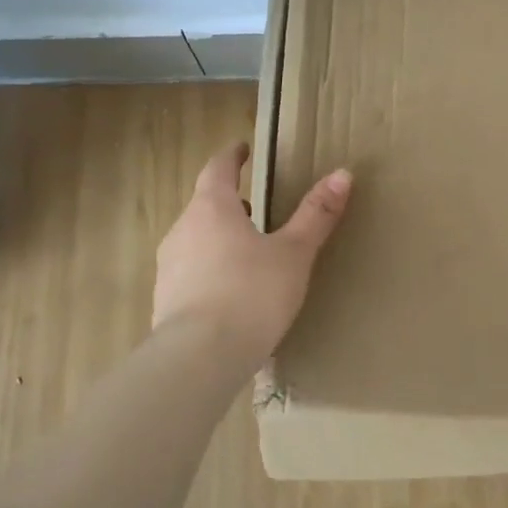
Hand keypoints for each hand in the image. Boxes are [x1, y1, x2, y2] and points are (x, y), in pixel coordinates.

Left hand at [153, 144, 352, 364]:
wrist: (198, 358)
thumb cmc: (251, 294)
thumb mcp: (293, 254)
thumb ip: (316, 214)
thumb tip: (343, 173)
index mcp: (212, 208)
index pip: (218, 168)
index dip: (232, 157)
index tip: (242, 149)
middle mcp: (183, 229)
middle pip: (204, 204)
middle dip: (228, 202)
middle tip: (253, 206)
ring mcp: (169, 266)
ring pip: (195, 239)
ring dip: (217, 238)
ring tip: (245, 252)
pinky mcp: (164, 300)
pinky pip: (189, 273)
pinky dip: (209, 271)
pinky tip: (229, 295)